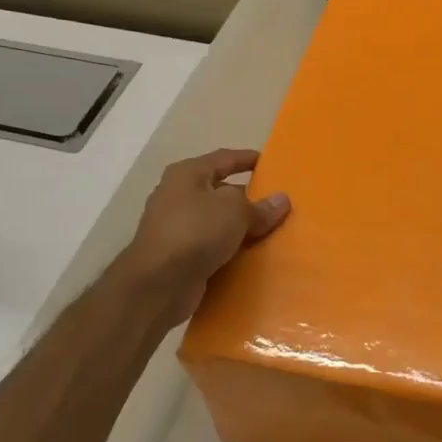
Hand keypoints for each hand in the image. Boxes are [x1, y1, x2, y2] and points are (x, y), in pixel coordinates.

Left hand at [117, 149, 290, 324]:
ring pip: (217, 221)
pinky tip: (251, 255)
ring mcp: (176, 227)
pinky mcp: (179, 256)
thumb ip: (260, 206)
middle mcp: (178, 196)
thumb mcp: (235, 211)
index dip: (246, 159)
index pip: (223, 158)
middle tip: (276, 204)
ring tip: (271, 231)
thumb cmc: (196, 231)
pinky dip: (230, 249)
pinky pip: (212, 246)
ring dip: (240, 226)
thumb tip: (282, 200)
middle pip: (220, 191)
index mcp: (187, 174)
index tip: (269, 163)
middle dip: (247, 197)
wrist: (159, 284)